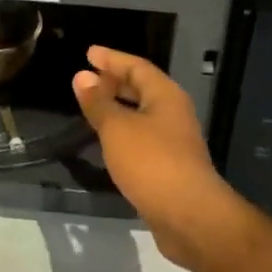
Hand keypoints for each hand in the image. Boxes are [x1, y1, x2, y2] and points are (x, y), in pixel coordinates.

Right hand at [72, 46, 248, 271]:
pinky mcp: (170, 167)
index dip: (112, 59)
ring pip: (142, 115)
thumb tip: (82, 76)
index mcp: (165, 95)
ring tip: (93, 107)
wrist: (190, 217)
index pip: (137, 66)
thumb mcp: (117, 128)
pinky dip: (124, 132)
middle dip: (115, 81)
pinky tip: (108, 142)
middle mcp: (173, 113)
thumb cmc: (152, 163)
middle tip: (88, 79)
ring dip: (118, 108)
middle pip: (142, 88)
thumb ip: (98, 102)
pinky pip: (143, 138)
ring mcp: (174, 141)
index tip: (89, 54)